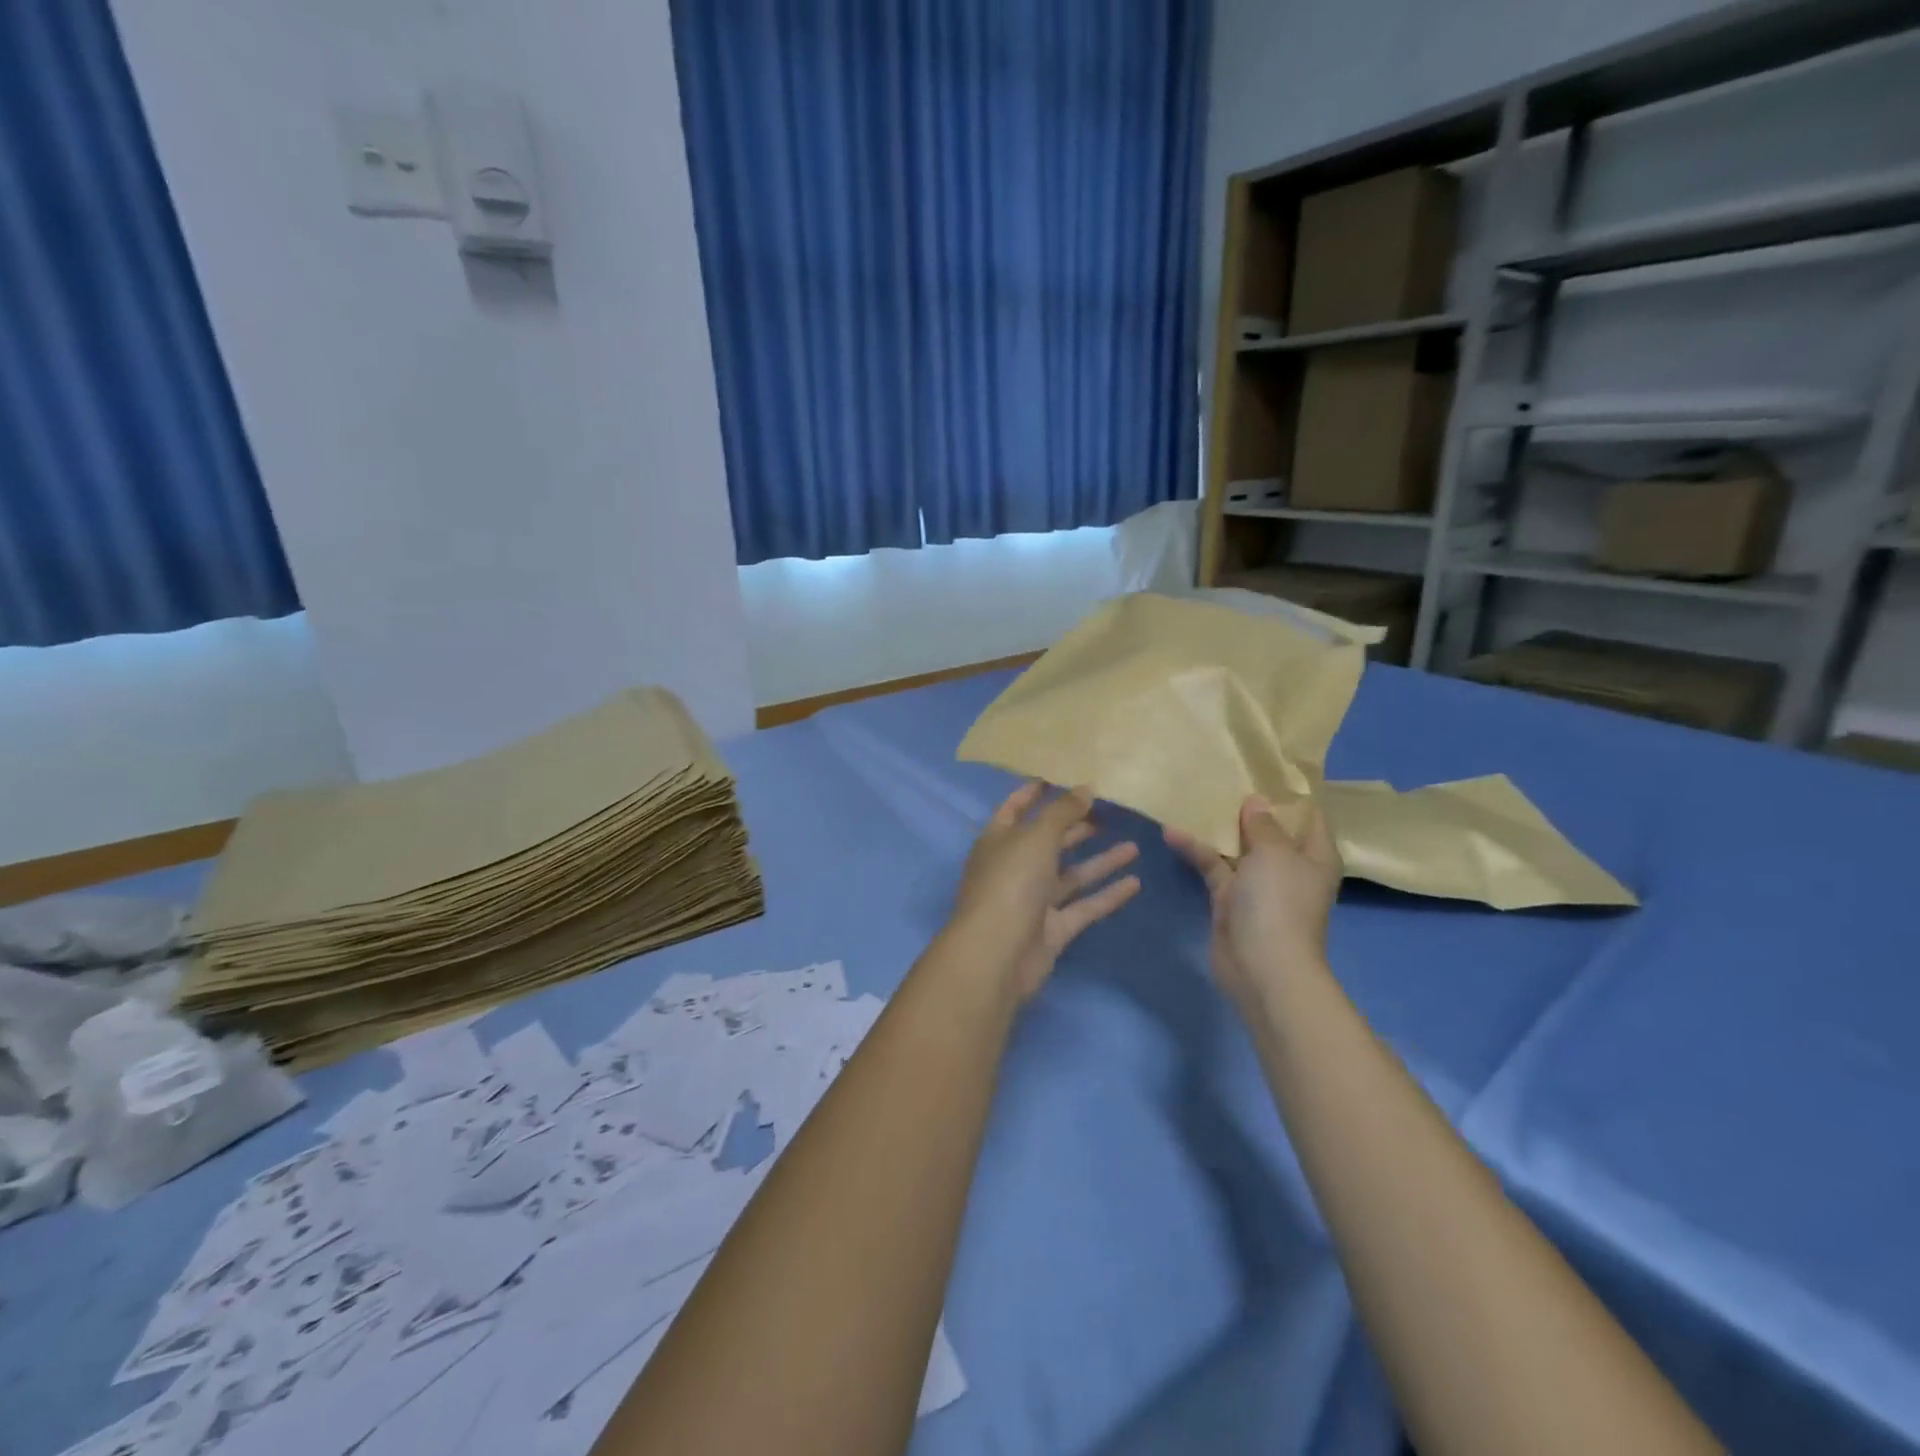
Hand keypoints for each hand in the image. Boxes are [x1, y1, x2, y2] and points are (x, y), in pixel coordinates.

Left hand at [946, 781, 1141, 1001]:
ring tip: (1134, 846)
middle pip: (1048, 840)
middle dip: (1076, 825)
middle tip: (1111, 811)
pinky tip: (1136, 883)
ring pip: (1070, 875)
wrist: (997, 956)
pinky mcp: (1052, 929)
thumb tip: (1085, 788)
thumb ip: (1062, 811)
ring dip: (1100, 861)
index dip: (1036, 791)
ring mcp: (1033, 900)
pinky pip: (1084, 906)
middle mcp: (1015, 867)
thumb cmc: (1011, 883)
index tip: (1065, 775)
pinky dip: (1107, 895)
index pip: (1016, 807)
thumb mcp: (1036, 837)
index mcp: (999, 839)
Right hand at [1166, 795, 1342, 1004]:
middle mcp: (1288, 867)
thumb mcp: (1274, 853)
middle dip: (1247, 806)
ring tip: (1193, 796)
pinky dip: (1195, 851)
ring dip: (1217, 827)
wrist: (1262, 966)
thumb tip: (1256, 801)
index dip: (1290, 792)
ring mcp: (1258, 884)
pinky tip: (1171, 832)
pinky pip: (1213, 866)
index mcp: (1314, 855)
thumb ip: (1263, 824)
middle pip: (1269, 829)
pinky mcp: (1229, 899)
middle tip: (1223, 774)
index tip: (1265, 766)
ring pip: (1237, 847)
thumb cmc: (1279, 902)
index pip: (1309, 816)